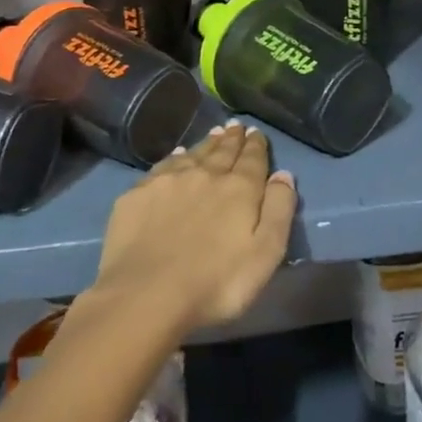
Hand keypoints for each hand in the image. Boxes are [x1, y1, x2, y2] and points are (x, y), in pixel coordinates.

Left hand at [87, 122, 296, 340]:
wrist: (146, 295)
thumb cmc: (216, 283)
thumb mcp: (265, 254)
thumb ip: (279, 210)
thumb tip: (284, 174)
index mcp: (239, 189)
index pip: (252, 159)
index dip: (256, 145)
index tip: (256, 132)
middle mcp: (205, 175)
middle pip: (223, 151)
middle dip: (232, 138)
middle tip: (236, 126)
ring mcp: (169, 181)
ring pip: (194, 154)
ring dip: (207, 143)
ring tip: (214, 133)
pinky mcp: (138, 194)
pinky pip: (163, 166)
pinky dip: (175, 157)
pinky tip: (178, 155)